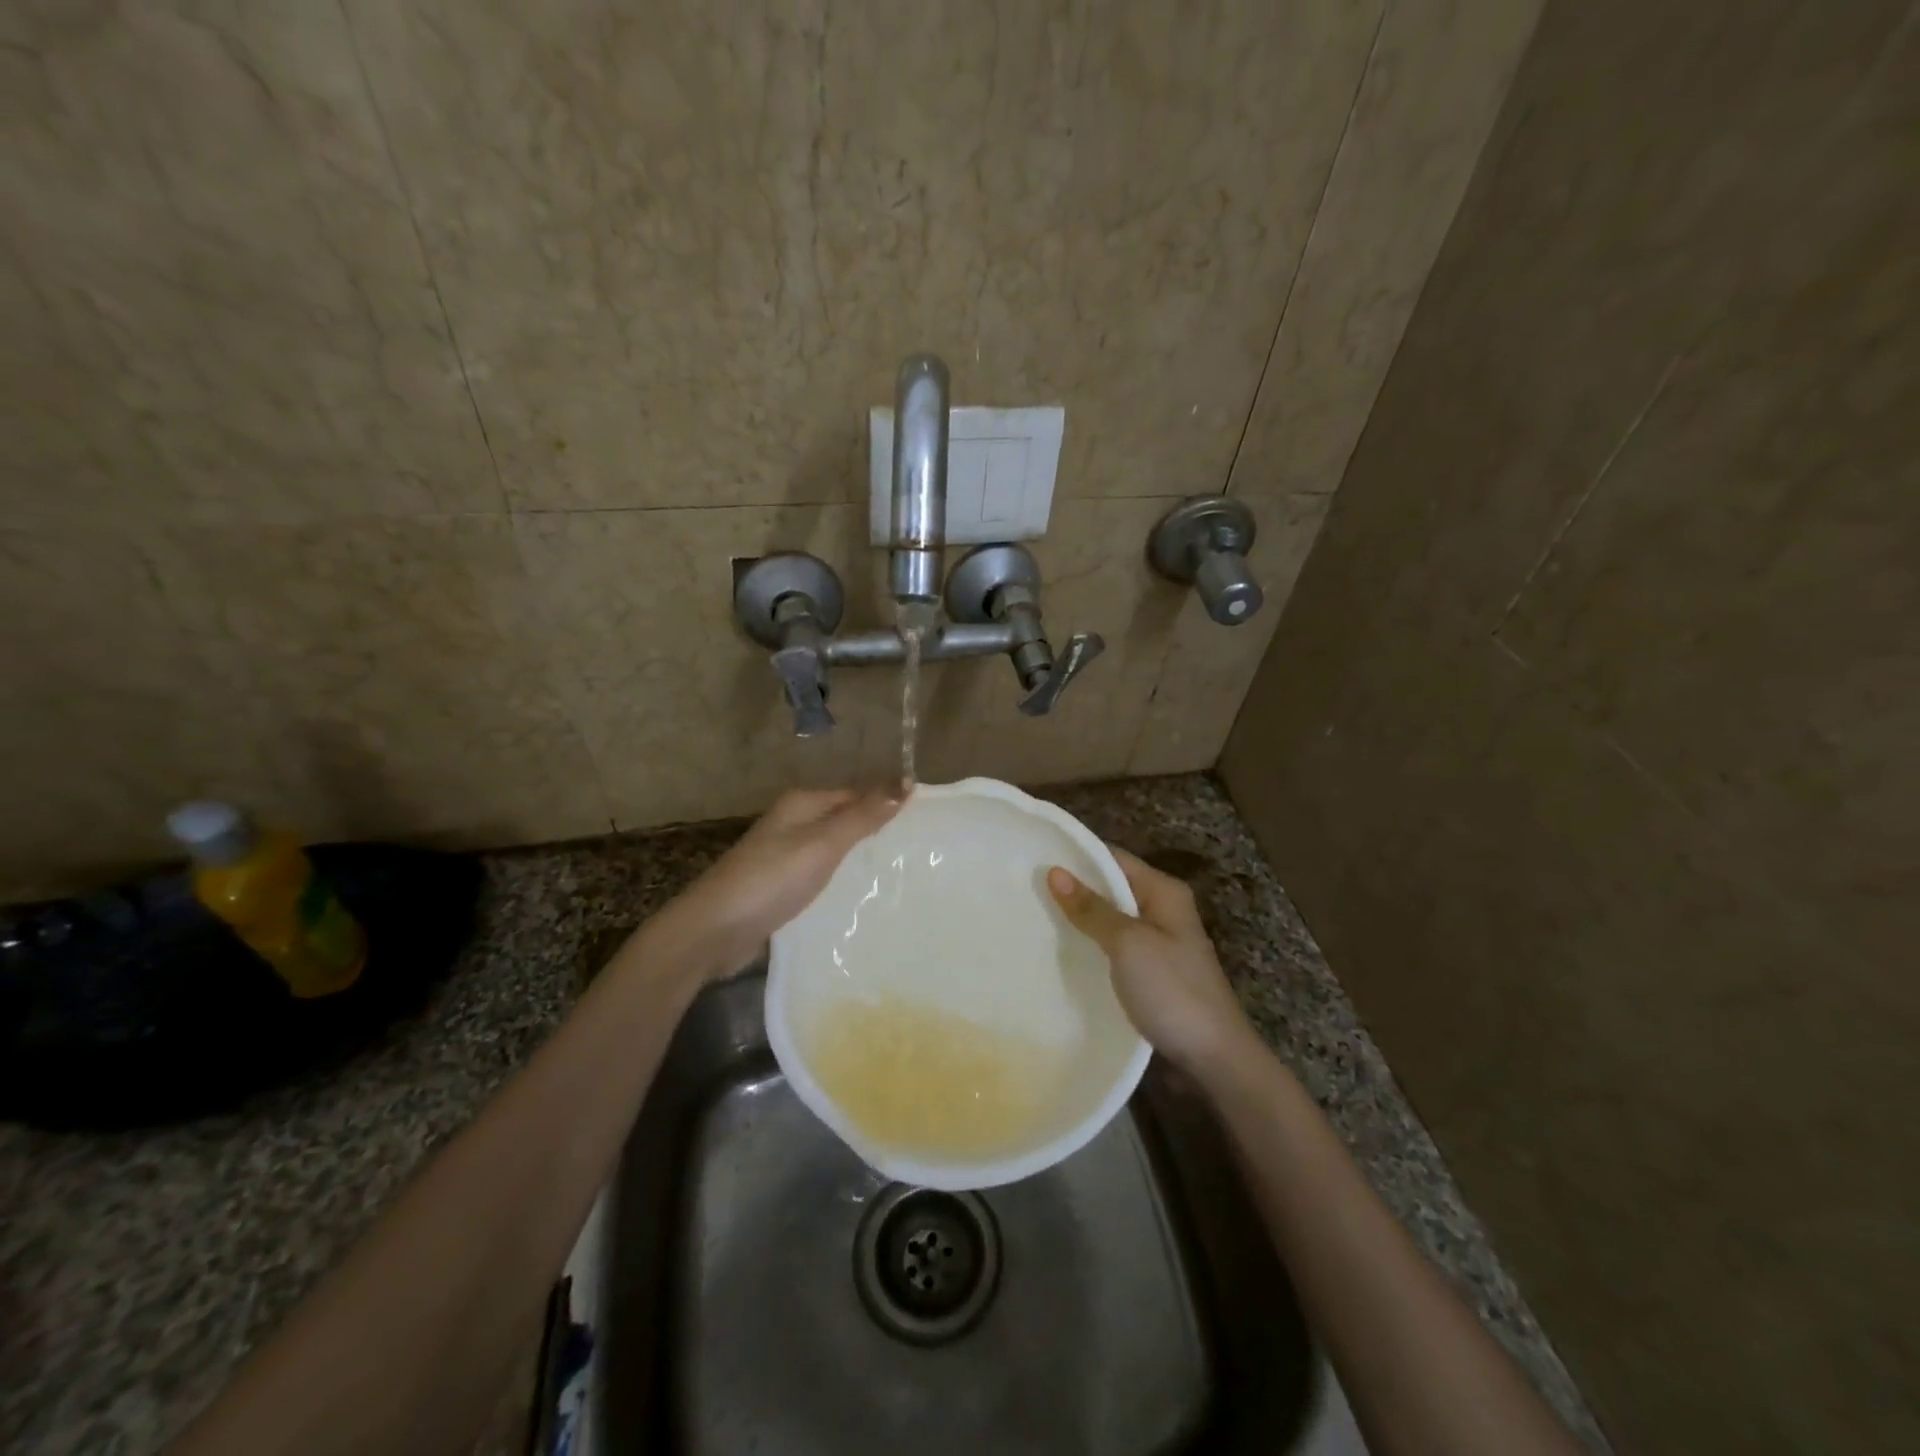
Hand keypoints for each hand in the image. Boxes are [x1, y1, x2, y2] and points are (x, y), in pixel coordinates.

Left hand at [656, 788, 900, 979]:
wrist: (714, 930)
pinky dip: (840, 881)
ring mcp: (783, 856)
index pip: (856, 794)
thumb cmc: (772, 879)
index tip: (925, 822)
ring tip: (899, 875)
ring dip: (859, 859)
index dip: (887, 803)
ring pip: (832, 850)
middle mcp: (792, 823)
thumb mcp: (823, 843)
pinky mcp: (780, 887)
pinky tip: (860, 898)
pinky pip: (820, 875)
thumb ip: (863, 816)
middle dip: (876, 832)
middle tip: (919, 852)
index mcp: (802, 804)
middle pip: (844, 820)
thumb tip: (906, 784)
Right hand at [1047, 849, 1254, 1071]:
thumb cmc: (1172, 991)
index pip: (1113, 858)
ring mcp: (1158, 943)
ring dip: (1080, 919)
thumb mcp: (1128, 944)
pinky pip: (1113, 948)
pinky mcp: (1150, 973)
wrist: (1214, 1059)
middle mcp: (1162, 910)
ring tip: (1034, 916)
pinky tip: (1061, 952)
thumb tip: (1055, 872)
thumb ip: (1092, 908)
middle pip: (1111, 887)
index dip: (1076, 856)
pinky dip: (1090, 946)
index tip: (1034, 856)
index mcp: (1163, 892)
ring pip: (1110, 920)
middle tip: (1025, 888)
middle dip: (1074, 888)